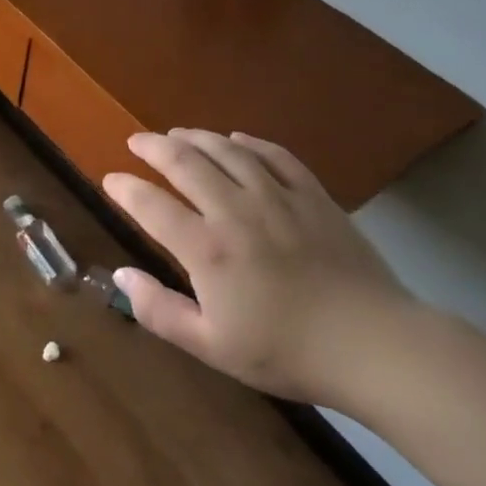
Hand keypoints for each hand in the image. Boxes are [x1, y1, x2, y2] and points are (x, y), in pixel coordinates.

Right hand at [103, 130, 415, 408]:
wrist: (374, 346)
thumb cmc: (286, 352)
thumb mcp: (211, 346)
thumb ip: (158, 310)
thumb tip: (120, 275)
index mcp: (206, 249)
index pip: (151, 205)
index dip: (125, 188)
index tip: (111, 180)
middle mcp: (235, 212)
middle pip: (185, 163)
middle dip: (154, 147)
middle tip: (137, 142)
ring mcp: (278, 198)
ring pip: (227, 151)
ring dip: (196, 137)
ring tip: (177, 133)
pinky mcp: (314, 197)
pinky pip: (276, 156)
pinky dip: (250, 142)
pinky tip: (236, 139)